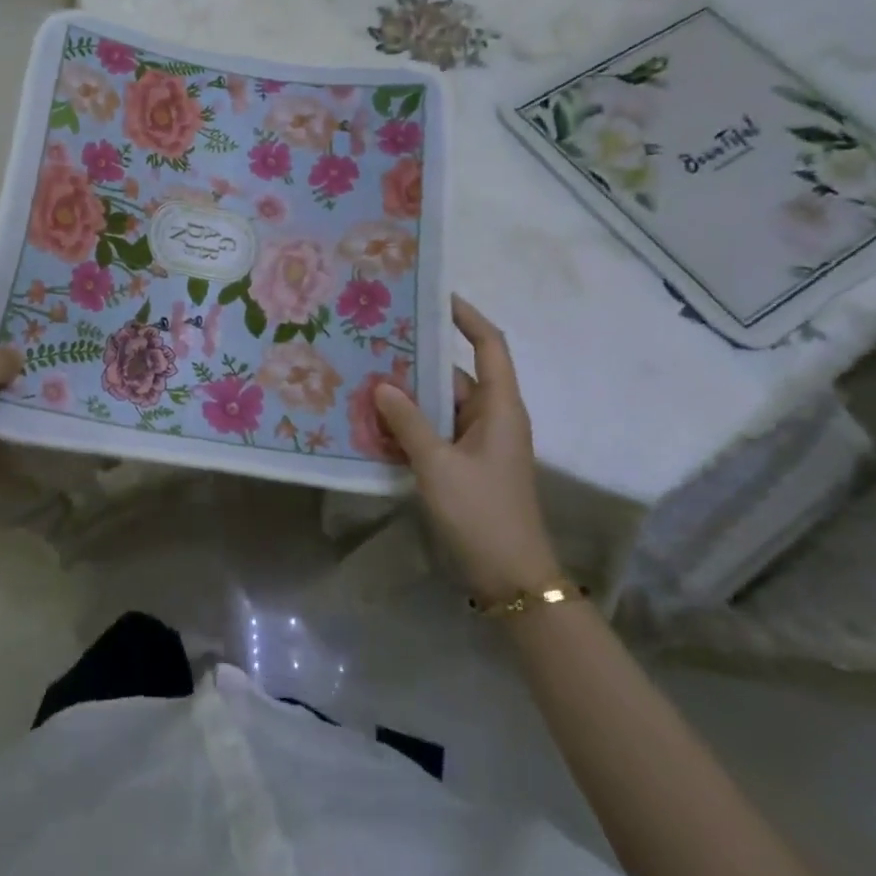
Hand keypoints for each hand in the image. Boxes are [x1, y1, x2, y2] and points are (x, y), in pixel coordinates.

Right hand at [374, 296, 559, 601]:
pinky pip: (434, 431)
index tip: (434, 296)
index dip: (467, 317)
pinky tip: (374, 422)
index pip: (489, 346)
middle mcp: (492, 417)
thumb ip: (407, 421)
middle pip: (455, 374)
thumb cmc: (482, 513)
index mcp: (500, 407)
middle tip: (375, 341)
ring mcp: (478, 443)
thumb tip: (382, 385)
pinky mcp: (465, 465)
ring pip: (440, 405)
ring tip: (364, 377)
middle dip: (417, 360)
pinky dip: (409, 425)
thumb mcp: (438, 464)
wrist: (511, 579)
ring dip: (408, 396)